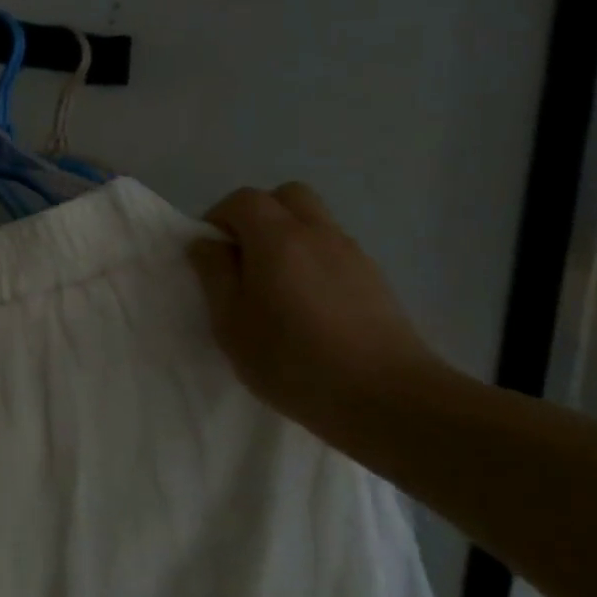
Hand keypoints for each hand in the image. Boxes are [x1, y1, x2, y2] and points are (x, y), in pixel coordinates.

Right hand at [187, 183, 446, 431]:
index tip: (211, 255)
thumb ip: (214, 274)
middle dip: (258, 216)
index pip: (243, 199)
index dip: (219, 218)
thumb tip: (207, 244)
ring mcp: (354, 256)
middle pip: (287, 197)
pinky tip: (307, 308)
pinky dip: (313, 261)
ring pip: (314, 222)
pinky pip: (334, 251)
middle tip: (242, 258)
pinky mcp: (376, 281)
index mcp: (278, 238)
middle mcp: (318, 234)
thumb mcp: (230, 322)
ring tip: (274, 288)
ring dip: (287, 238)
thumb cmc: (292, 360)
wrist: (388, 400)